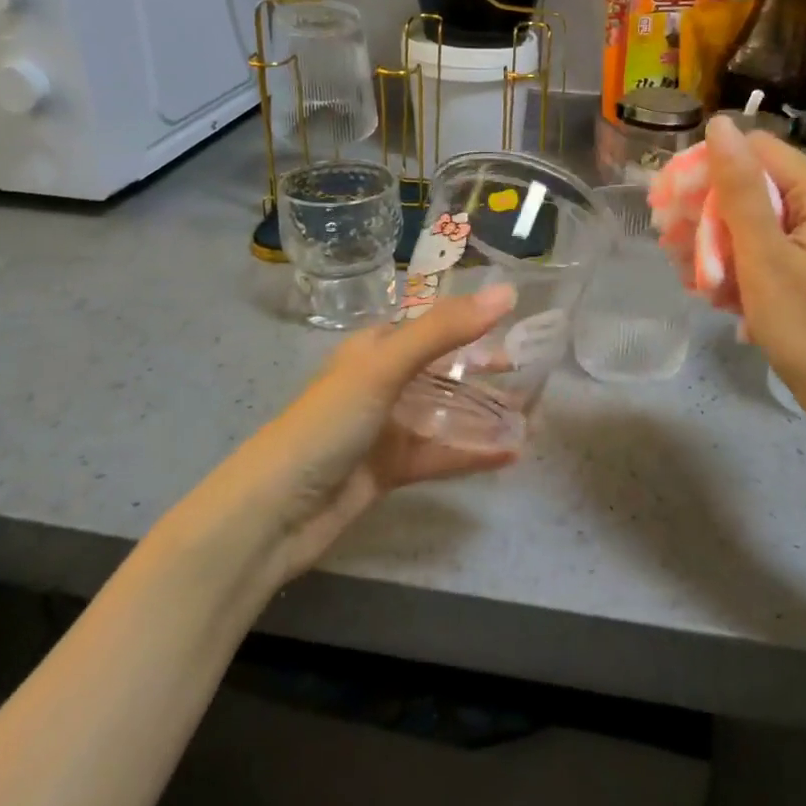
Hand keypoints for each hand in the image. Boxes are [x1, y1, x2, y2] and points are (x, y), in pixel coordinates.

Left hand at [225, 287, 518, 583]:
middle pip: (443, 368)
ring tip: (531, 413)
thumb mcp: (385, 367)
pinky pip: (441, 454)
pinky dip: (473, 452)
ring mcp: (387, 427)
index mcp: (376, 347)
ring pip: (446, 412)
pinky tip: (511, 453)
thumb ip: (446, 330)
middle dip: (483, 368)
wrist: (274, 512)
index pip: (432, 323)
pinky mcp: (391, 468)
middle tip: (531, 370)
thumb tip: (507, 293)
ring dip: (484, 412)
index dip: (472, 319)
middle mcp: (383, 382)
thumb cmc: (328, 423)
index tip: (518, 321)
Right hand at [700, 117, 805, 429]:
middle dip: (708, 213)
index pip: (755, 151)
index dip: (709, 169)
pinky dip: (738, 265)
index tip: (672, 203)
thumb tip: (720, 124)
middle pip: (753, 185)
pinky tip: (714, 292)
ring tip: (689, 276)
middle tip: (669, 243)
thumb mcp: (764, 255)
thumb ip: (740, 188)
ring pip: (754, 221)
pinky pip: (767, 249)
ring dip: (717, 244)